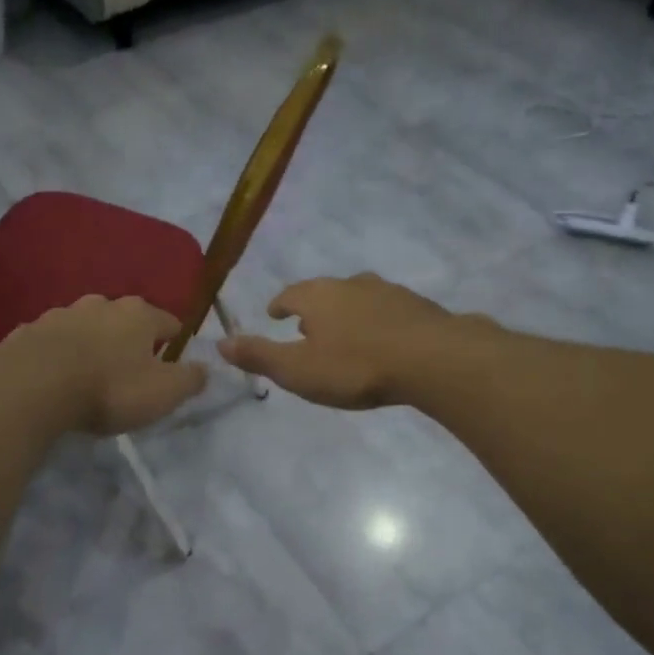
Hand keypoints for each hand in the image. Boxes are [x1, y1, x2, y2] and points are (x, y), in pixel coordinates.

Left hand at [0, 295, 208, 435]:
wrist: (32, 387)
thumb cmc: (109, 388)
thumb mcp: (163, 393)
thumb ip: (190, 379)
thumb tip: (205, 368)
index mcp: (138, 314)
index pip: (169, 321)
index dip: (174, 341)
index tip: (172, 361)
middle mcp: (100, 304)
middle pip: (124, 319)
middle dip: (129, 339)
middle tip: (130, 369)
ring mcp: (59, 314)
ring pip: (85, 326)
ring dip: (91, 344)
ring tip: (89, 373)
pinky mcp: (27, 332)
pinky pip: (51, 342)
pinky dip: (57, 354)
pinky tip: (53, 377)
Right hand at [217, 274, 456, 409]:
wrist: (433, 359)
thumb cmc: (355, 366)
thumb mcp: (298, 370)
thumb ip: (259, 356)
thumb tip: (220, 343)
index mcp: (317, 296)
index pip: (289, 294)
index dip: (279, 305)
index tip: (274, 314)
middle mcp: (350, 284)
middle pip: (324, 292)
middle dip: (313, 308)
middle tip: (307, 327)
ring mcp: (388, 291)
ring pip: (358, 298)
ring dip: (347, 313)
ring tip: (344, 334)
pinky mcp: (418, 306)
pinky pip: (388, 310)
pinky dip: (377, 322)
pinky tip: (383, 340)